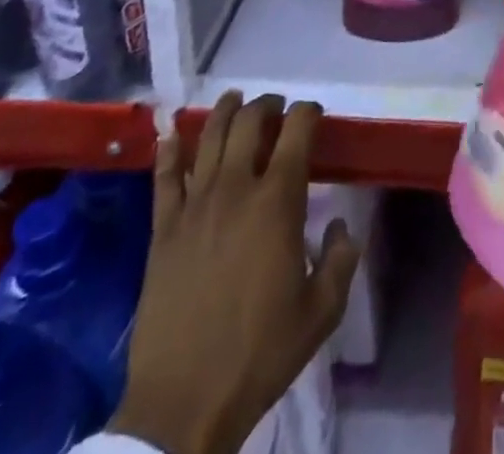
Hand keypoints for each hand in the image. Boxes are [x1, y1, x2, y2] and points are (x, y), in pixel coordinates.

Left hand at [110, 94, 359, 453]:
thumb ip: (342, 258)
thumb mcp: (322, 311)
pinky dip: (170, 149)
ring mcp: (194, 206)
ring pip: (209, 137)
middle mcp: (236, 188)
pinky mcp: (162, 230)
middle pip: (250, 121)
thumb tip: (341, 225)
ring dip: (225, 111)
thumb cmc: (260, 354)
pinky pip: (165, 177)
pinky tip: (172, 132)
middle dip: (268, 104)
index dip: (309, 111)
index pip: (297, 130)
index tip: (314, 114)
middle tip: (277, 107)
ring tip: (235, 100)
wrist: (182, 403)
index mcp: (278, 201)